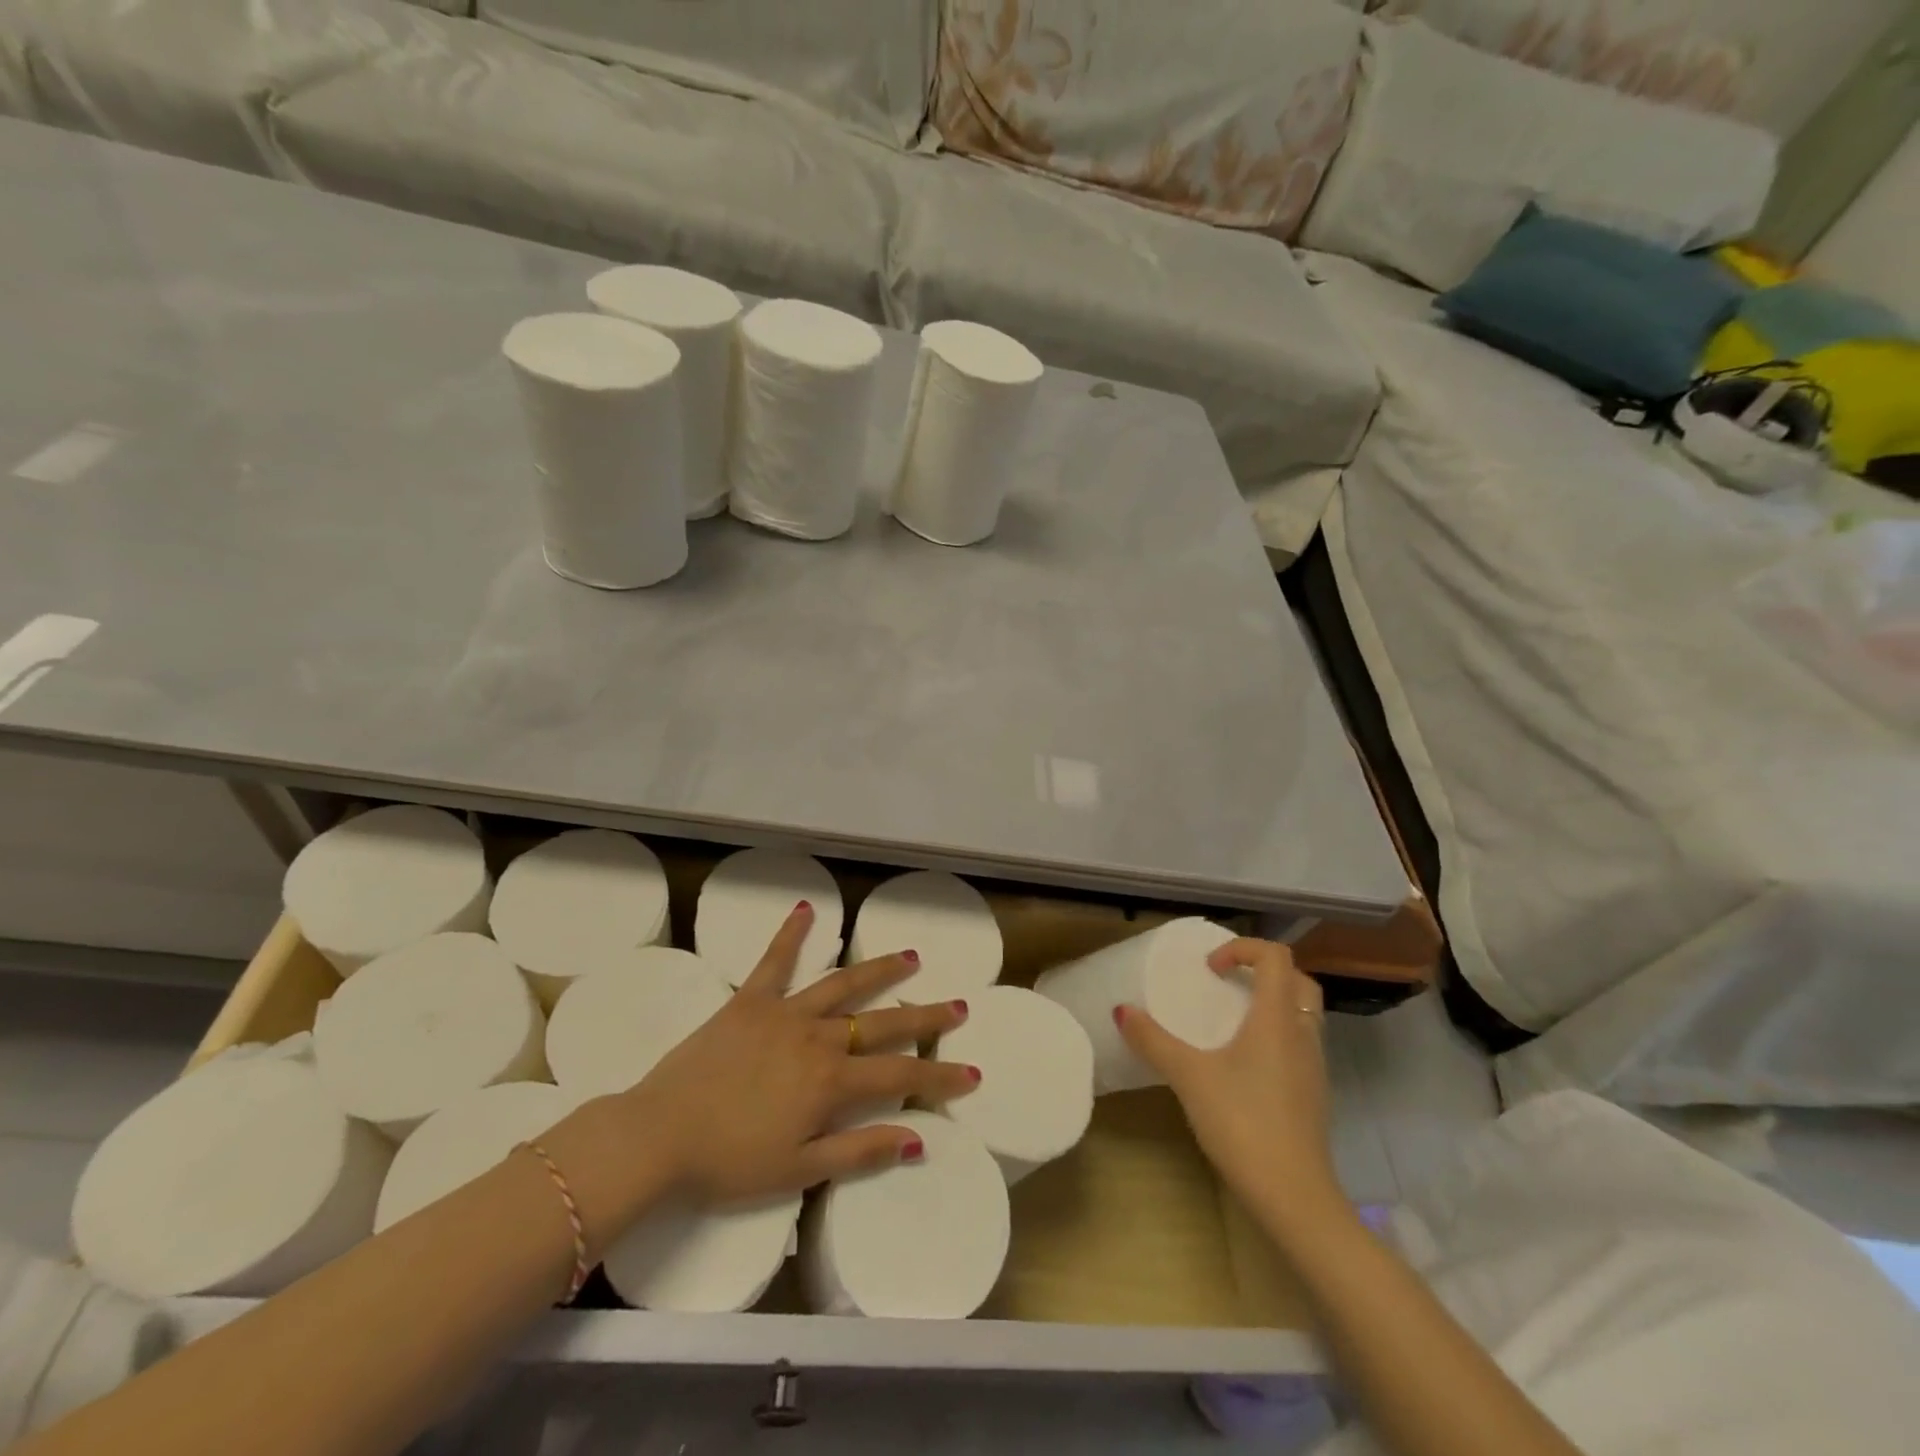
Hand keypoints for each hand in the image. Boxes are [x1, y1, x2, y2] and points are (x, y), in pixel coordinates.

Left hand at [609, 901, 976, 1206]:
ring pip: (843, 985)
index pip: (900, 1075)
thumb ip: (859, 1150)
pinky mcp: (750, 1000)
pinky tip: (807, 909)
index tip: (970, 1072)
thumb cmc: (729, 1160)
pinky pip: (775, 961)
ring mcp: (784, 1013)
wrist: (659, 1135)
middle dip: (925, 1016)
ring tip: (910, 956)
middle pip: (882, 1023)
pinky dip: (791, 934)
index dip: (938, 1075)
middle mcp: (817, 1038)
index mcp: (831, 1081)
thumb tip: (917, 1138)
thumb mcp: (799, 1169)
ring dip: (879, 970)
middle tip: (958, 1004)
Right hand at [1115, 937, 1335, 1210]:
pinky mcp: (1314, 1094)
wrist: (1294, 1197)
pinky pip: (1300, 1044)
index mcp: (1277, 1018)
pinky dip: (1277, 1034)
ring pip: (1304, 1014)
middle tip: (1227, 984)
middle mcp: (1303, 1034)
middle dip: (1263, 971)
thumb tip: (1121, 1010)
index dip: (1241, 948)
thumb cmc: (1242, 1123)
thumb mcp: (1188, 1077)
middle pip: (1298, 980)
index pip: (1275, 957)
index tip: (1209, 970)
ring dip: (1273, 1003)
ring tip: (1232, 1020)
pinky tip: (1246, 1063)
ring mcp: (1314, 1066)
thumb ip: (1153, 1040)